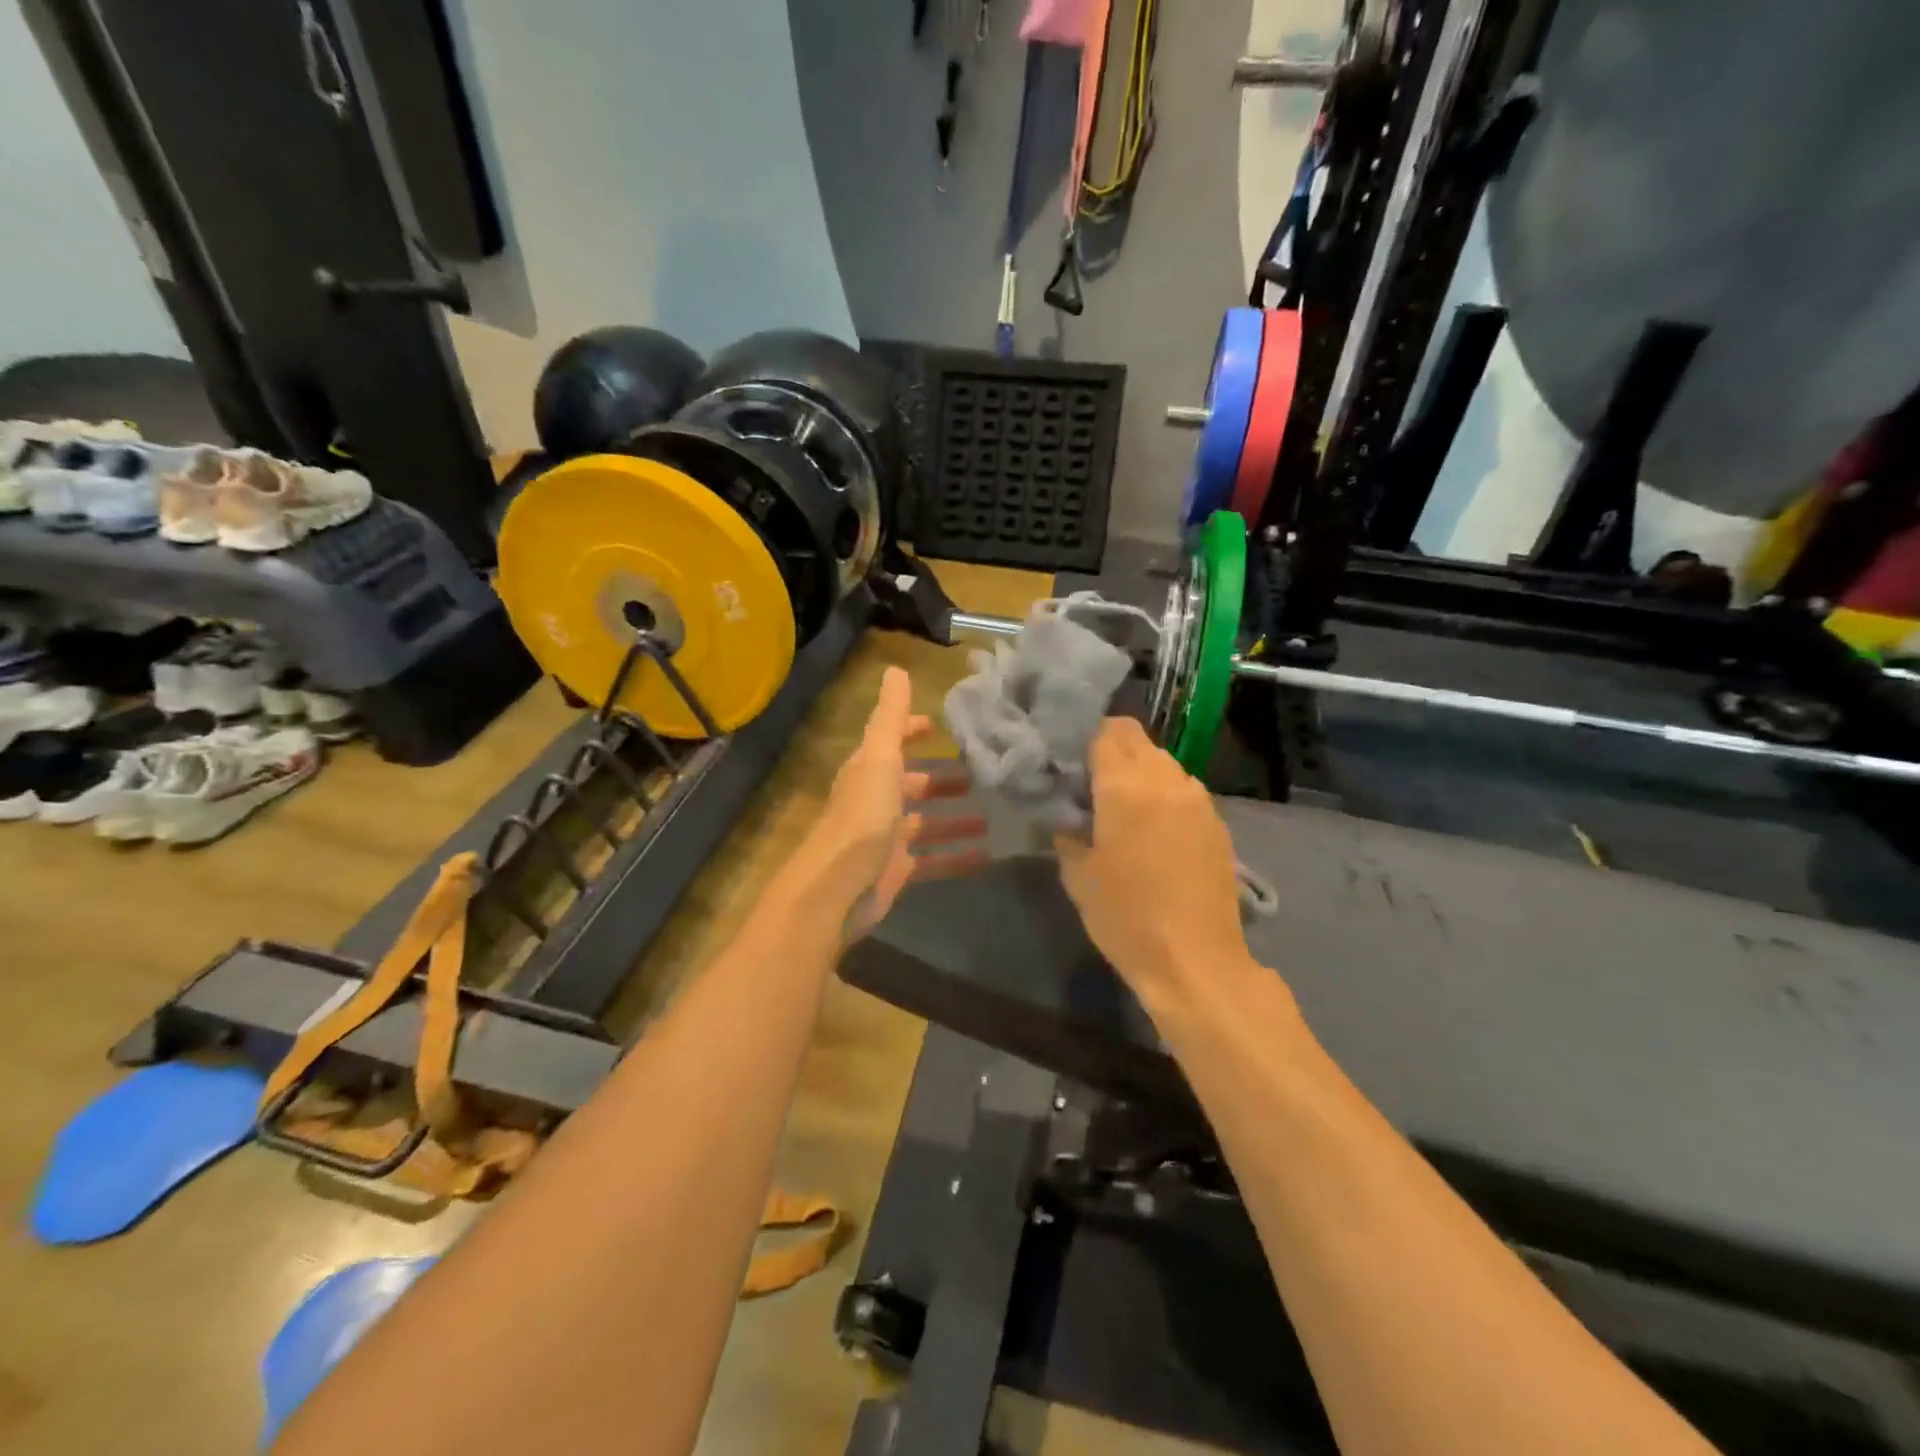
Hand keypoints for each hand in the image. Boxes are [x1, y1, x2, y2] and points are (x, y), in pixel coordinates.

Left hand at [802, 666, 986, 939]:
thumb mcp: (879, 758)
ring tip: (992, 816)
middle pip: (912, 784)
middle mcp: (876, 801)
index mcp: (869, 771)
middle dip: (942, 779)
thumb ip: (891, 717)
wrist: (837, 889)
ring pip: (926, 823)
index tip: (940, 726)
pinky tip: (987, 856)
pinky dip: (957, 857)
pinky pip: (933, 860)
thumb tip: (896, 669)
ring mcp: (886, 838)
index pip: (891, 742)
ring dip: (955, 819)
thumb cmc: (862, 817)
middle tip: (981, 774)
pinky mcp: (897, 870)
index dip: (911, 731)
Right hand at [1056, 718, 1253, 1002]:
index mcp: (1126, 786)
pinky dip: (1163, 795)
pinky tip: (1153, 832)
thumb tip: (1067, 808)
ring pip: (1163, 762)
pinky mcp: (1217, 822)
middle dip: (1111, 750)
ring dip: (1139, 772)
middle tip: (1090, 784)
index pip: (1106, 731)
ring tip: (1122, 809)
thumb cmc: (1126, 918)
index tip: (1069, 763)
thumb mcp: (1078, 875)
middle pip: (1136, 738)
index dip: (1084, 739)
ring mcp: (1198, 800)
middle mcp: (1166, 780)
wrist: (1195, 961)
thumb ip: (1067, 829)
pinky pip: (1183, 789)